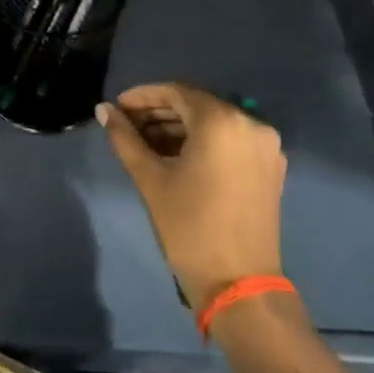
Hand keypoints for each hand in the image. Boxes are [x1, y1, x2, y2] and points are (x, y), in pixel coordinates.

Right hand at [97, 83, 286, 310]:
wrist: (237, 280)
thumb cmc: (188, 225)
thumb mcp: (150, 178)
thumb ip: (125, 139)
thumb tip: (103, 110)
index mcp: (222, 121)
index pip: (176, 92)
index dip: (142, 96)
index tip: (116, 107)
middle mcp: (250, 124)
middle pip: (197, 106)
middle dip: (159, 112)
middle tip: (126, 126)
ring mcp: (265, 146)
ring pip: (215, 124)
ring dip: (179, 128)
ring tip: (144, 143)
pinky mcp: (270, 167)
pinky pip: (230, 141)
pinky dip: (202, 142)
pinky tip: (175, 156)